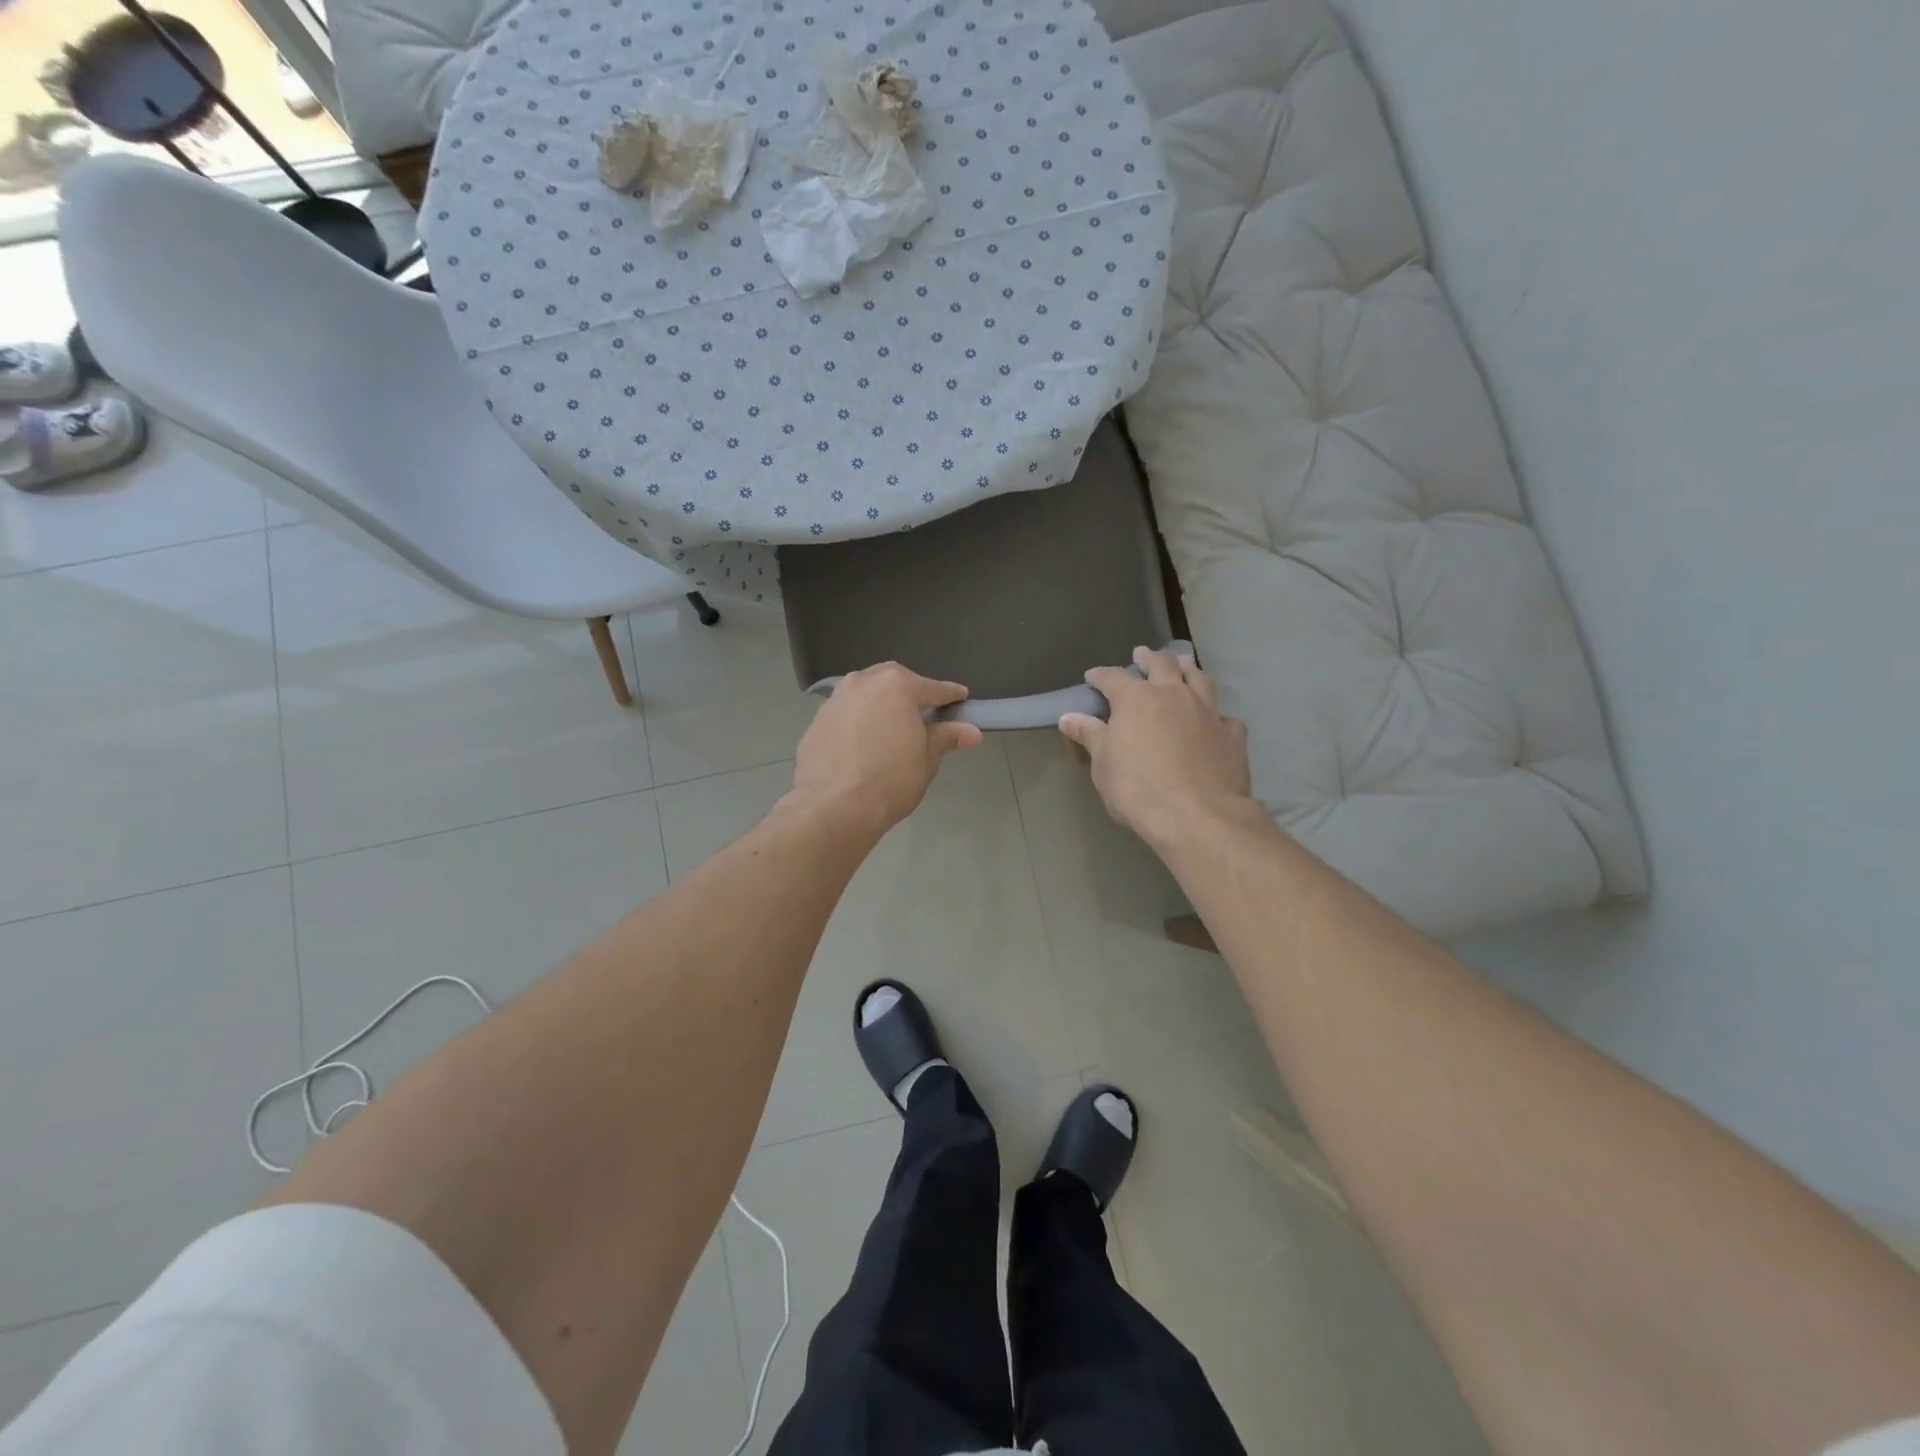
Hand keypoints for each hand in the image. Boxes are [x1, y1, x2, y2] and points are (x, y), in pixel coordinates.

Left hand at [790, 662, 982, 833]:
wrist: (833, 806)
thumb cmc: (890, 780)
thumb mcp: (926, 759)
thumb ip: (946, 737)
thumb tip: (971, 731)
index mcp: (896, 686)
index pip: (932, 687)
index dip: (950, 694)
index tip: (962, 698)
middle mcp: (863, 683)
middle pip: (893, 682)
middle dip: (910, 693)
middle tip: (923, 712)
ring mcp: (835, 700)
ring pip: (865, 694)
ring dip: (880, 704)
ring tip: (891, 725)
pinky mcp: (816, 721)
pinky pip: (846, 713)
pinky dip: (858, 721)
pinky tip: (863, 742)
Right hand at [1059, 646, 1252, 847]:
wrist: (1198, 816)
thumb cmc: (1138, 790)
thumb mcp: (1103, 765)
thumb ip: (1090, 736)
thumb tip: (1068, 717)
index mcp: (1136, 699)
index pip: (1112, 677)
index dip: (1100, 675)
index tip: (1092, 677)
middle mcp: (1173, 695)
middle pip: (1162, 664)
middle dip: (1149, 658)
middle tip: (1142, 655)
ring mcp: (1207, 711)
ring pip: (1199, 678)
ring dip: (1187, 669)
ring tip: (1182, 666)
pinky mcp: (1232, 734)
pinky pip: (1224, 716)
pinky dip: (1215, 714)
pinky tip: (1213, 720)